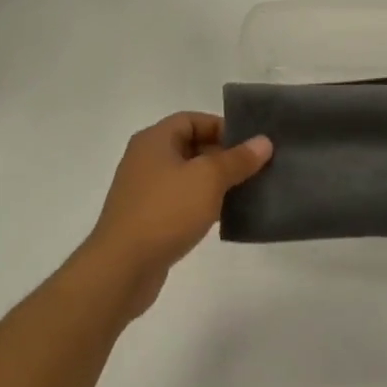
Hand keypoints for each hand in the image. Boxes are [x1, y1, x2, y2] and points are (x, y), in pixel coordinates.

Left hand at [84, 113, 271, 317]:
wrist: (123, 266)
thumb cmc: (166, 211)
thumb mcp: (208, 179)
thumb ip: (237, 159)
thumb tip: (263, 141)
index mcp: (154, 140)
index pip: (192, 120)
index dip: (222, 127)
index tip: (251, 144)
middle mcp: (146, 160)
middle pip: (191, 147)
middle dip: (224, 155)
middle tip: (256, 168)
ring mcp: (145, 191)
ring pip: (188, 176)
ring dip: (216, 182)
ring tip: (247, 191)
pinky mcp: (149, 218)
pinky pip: (182, 201)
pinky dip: (203, 203)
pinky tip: (225, 215)